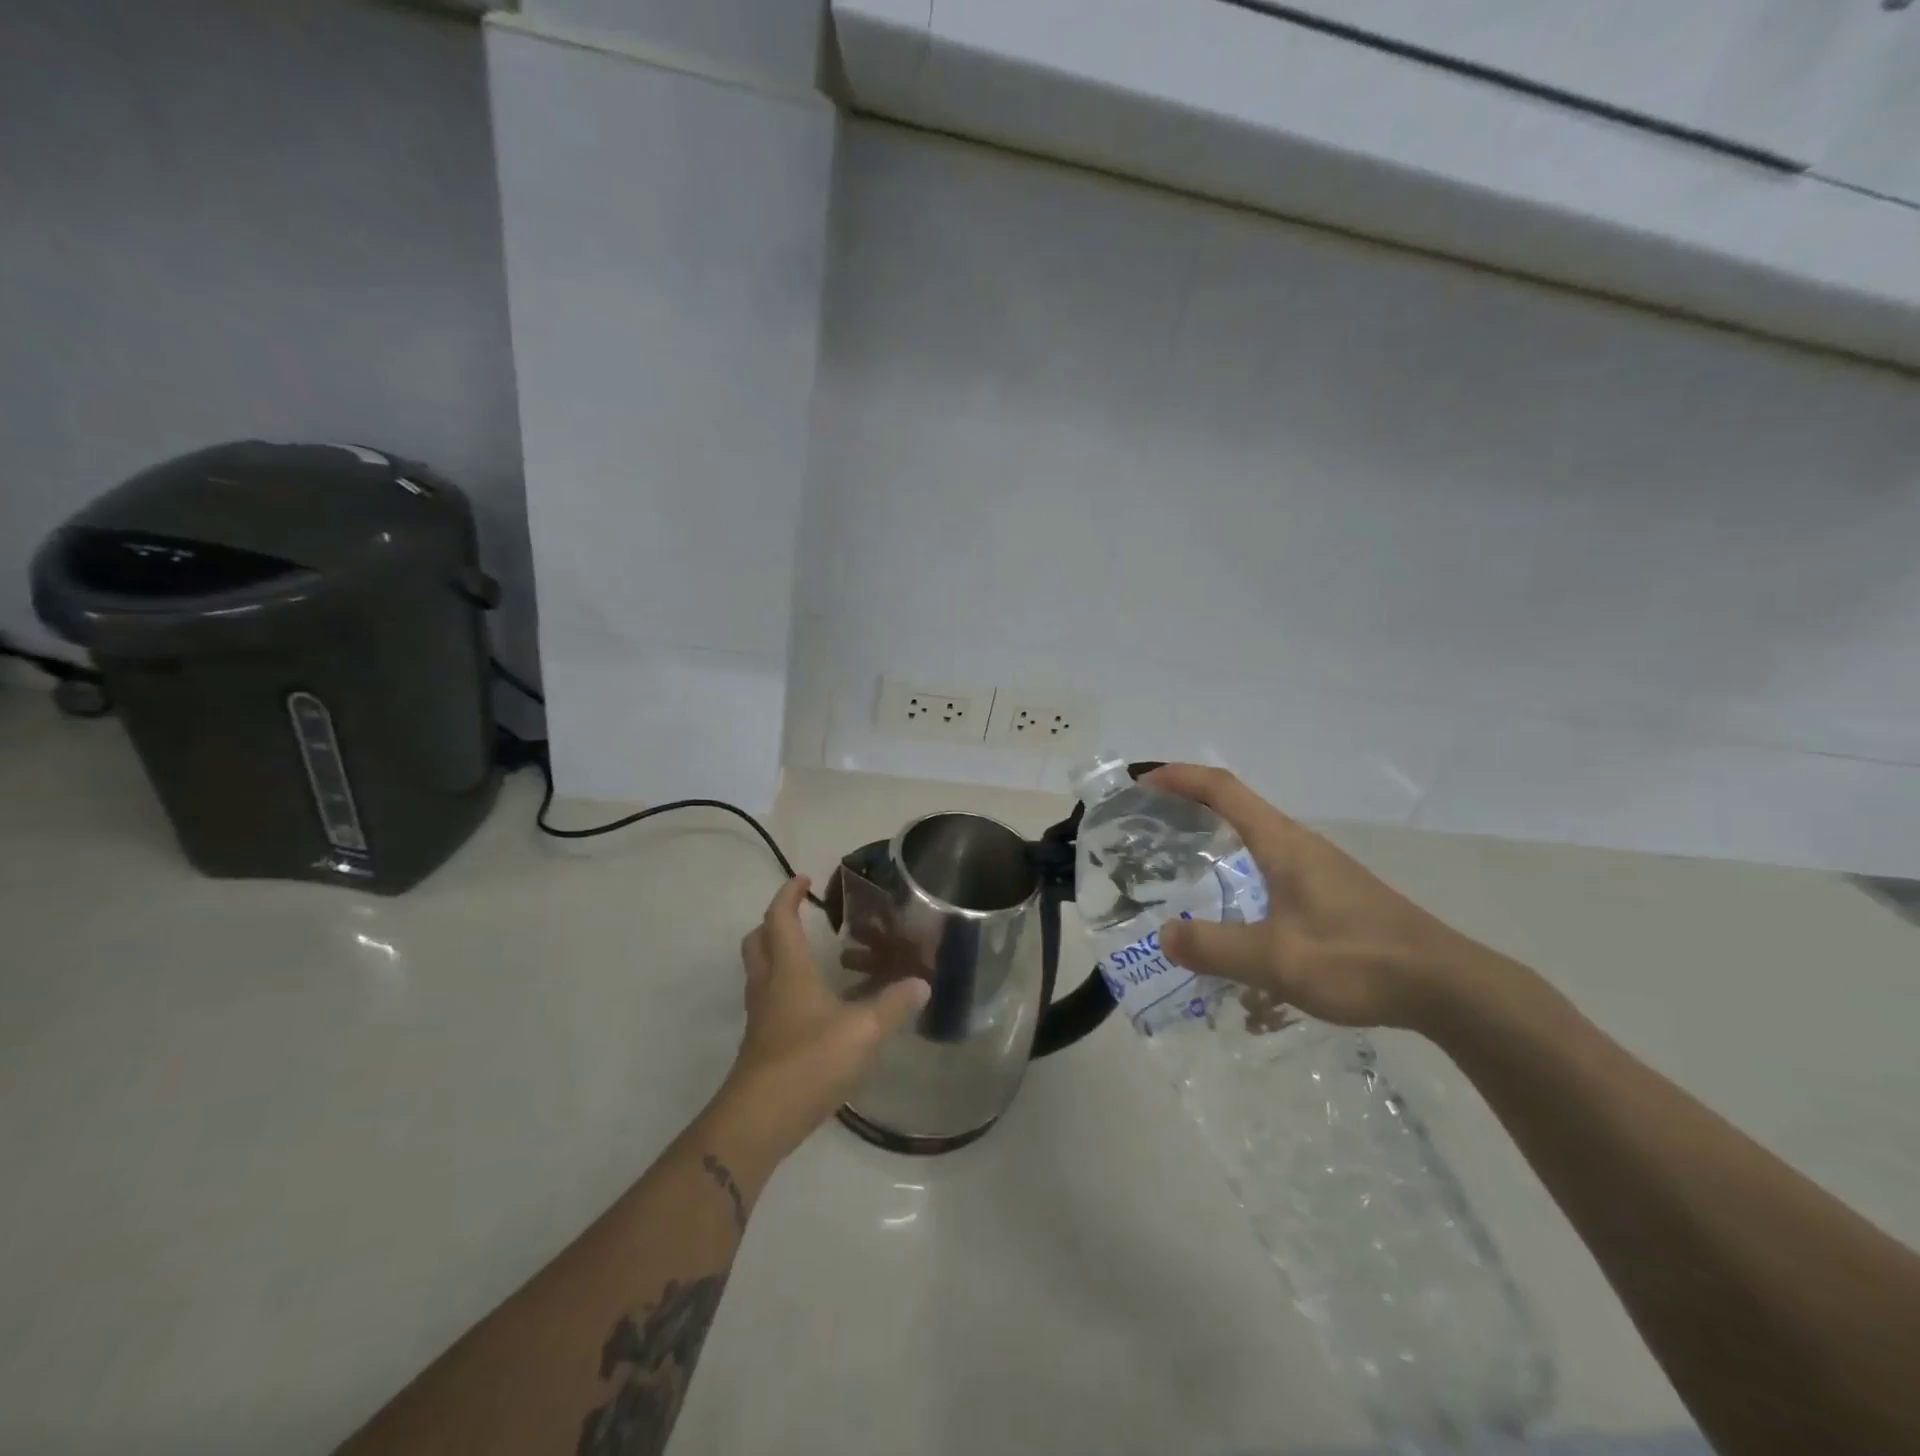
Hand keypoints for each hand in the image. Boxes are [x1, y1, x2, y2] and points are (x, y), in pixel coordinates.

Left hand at [719, 876, 928, 1151]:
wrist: (759, 1121)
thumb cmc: (809, 1062)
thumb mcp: (863, 1031)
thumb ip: (894, 1005)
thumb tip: (922, 983)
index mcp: (788, 970)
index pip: (780, 919)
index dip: (789, 895)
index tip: (804, 879)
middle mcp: (768, 986)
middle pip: (758, 941)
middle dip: (776, 922)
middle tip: (802, 917)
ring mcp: (761, 1017)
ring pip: (761, 971)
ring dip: (778, 955)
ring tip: (814, 958)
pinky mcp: (762, 1044)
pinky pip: (770, 1001)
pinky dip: (786, 988)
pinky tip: (816, 1007)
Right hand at [1147, 764, 1491, 1030]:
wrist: (1447, 987)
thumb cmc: (1358, 961)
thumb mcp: (1276, 959)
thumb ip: (1214, 947)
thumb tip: (1165, 934)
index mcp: (1282, 844)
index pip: (1222, 789)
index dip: (1179, 777)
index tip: (1142, 782)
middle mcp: (1299, 846)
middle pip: (1235, 806)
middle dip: (1188, 805)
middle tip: (1147, 825)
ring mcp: (1319, 870)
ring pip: (1255, 839)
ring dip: (1214, 838)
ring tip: (1179, 865)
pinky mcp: (1331, 895)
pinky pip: (1270, 868)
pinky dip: (1238, 871)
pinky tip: (1233, 915)